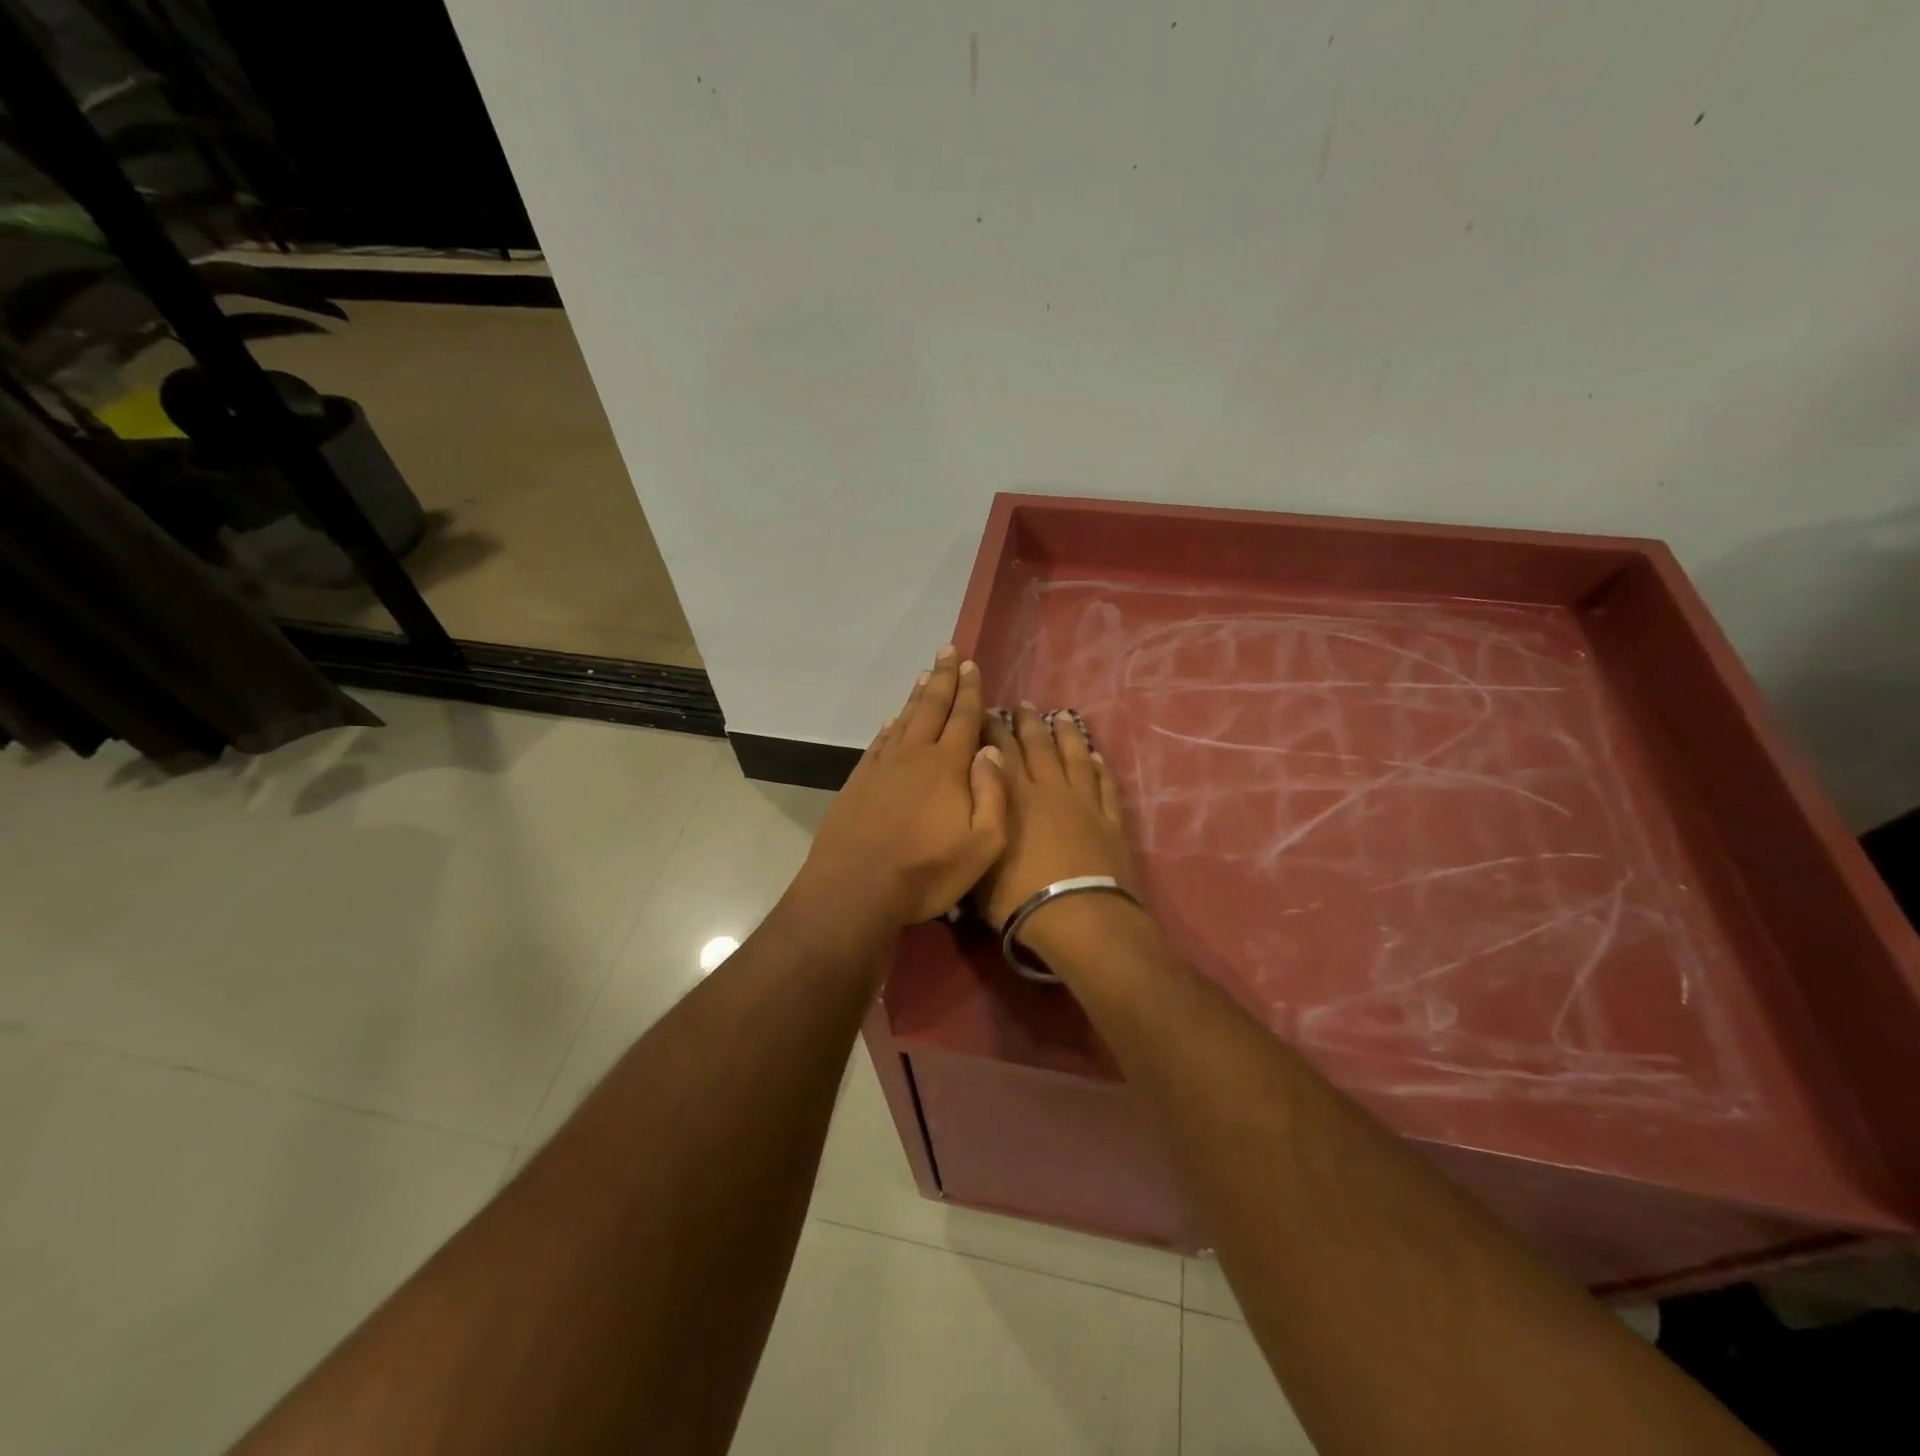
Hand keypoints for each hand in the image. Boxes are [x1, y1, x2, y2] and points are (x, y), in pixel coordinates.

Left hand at [797, 646, 1007, 927]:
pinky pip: (879, 743)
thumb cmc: (925, 872)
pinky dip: (889, 726)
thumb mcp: (982, 845)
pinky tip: (893, 719)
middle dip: (944, 679)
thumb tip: (992, 750)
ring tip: (926, 674)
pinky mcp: (859, 782)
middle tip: (949, 651)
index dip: (970, 690)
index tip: (971, 664)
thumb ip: (993, 794)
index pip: (963, 718)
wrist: (855, 889)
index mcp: (947, 767)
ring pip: (904, 720)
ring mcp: (882, 767)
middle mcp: (914, 756)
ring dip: (917, 696)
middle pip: (932, 708)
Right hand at [979, 703, 1134, 933]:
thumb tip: (968, 805)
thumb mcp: (980, 866)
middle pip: (1038, 748)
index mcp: (1014, 798)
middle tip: (1022, 704)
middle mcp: (1048, 790)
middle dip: (1027, 724)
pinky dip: (1101, 769)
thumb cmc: (1019, 896)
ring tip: (1061, 715)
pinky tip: (1096, 757)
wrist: (1078, 915)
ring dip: (1067, 735)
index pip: (1001, 754)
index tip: (989, 712)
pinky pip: (1104, 786)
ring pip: (1074, 758)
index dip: (994, 731)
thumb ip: (975, 830)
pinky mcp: (1109, 820)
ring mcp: (1083, 803)